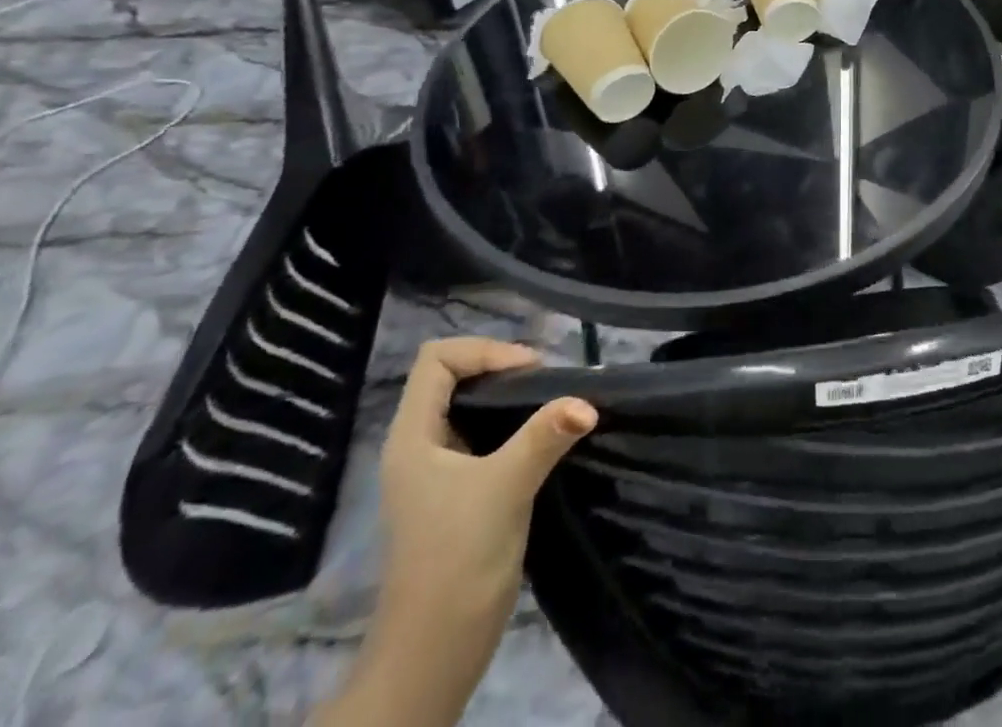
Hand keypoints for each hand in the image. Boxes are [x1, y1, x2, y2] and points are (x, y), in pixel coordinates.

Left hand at [378, 337, 595, 620]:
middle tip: (547, 381)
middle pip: (453, 376)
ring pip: (469, 404)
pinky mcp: (456, 490)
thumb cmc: (458, 558)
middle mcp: (419, 444)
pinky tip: (543, 435)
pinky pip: (482, 433)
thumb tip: (588, 402)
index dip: (484, 351)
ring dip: (509, 395)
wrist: (435, 651)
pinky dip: (512, 422)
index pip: (437, 358)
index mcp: (413, 435)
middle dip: (501, 367)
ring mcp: (436, 469)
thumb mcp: (505, 488)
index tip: (530, 371)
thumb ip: (545, 437)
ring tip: (551, 401)